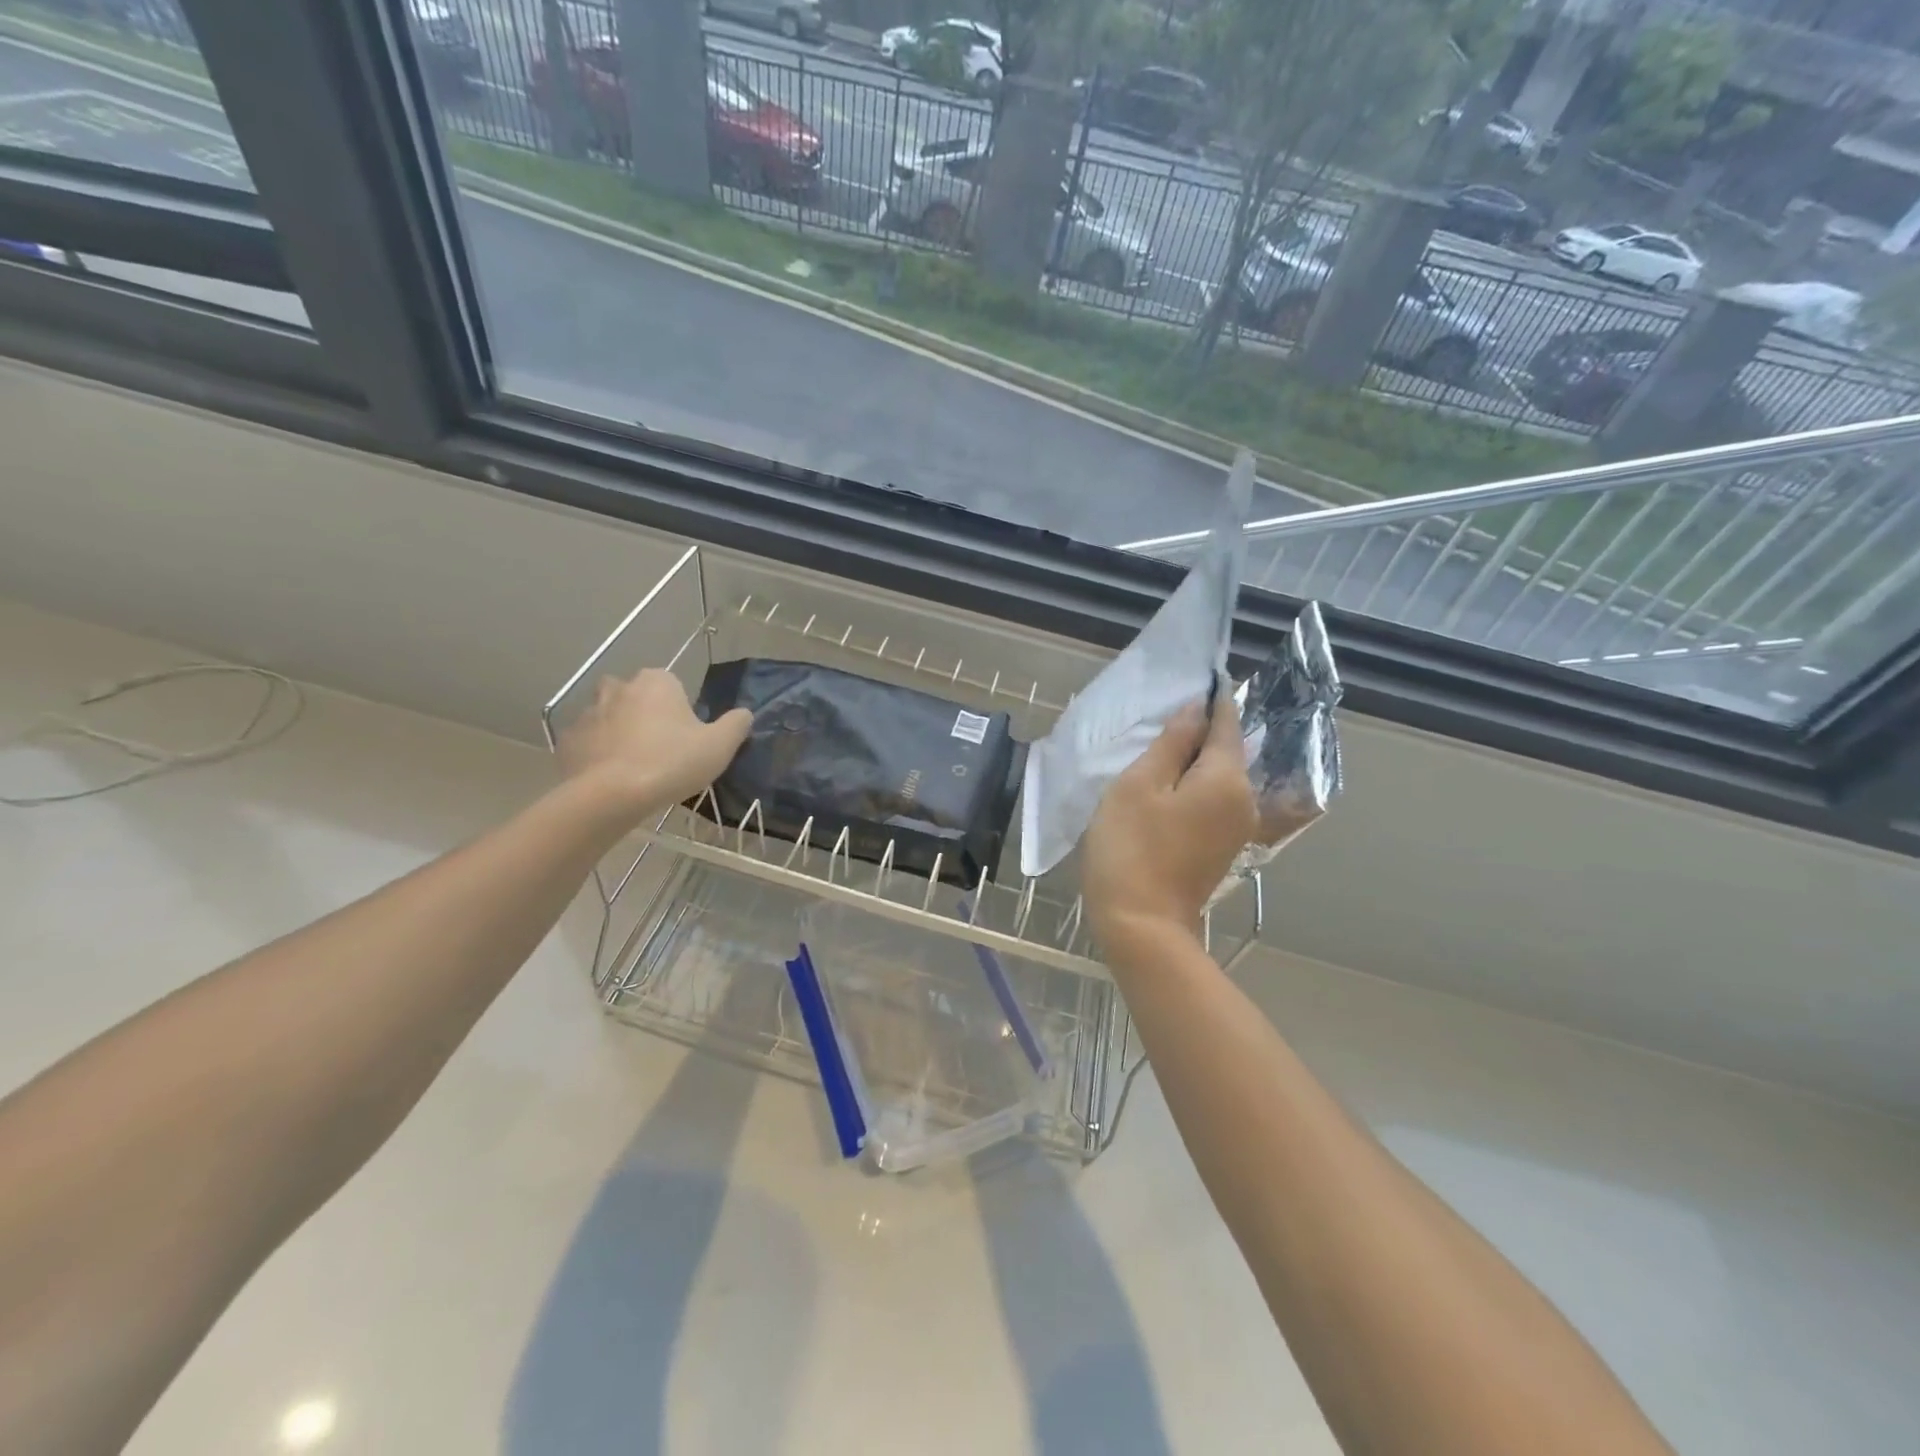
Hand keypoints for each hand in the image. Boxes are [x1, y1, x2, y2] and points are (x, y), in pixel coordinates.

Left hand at [557, 671, 751, 820]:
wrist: (611, 795)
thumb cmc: (671, 763)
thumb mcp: (720, 745)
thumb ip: (737, 724)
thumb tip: (744, 713)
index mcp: (657, 681)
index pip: (673, 687)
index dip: (681, 712)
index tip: (686, 739)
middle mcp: (619, 687)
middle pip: (638, 698)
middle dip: (646, 717)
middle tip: (662, 751)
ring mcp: (588, 712)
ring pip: (610, 718)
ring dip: (621, 734)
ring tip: (635, 768)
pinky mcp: (568, 739)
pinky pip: (589, 743)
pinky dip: (598, 754)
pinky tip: (611, 779)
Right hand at [1082, 692, 1256, 956]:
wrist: (1142, 926)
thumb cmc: (1132, 848)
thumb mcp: (1140, 785)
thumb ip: (1171, 743)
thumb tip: (1196, 709)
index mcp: (1227, 779)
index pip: (1226, 724)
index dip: (1214, 700)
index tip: (1202, 678)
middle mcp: (1243, 800)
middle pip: (1226, 752)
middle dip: (1201, 732)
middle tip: (1164, 717)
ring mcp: (1236, 828)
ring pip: (1218, 778)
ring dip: (1193, 761)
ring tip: (1158, 750)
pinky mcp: (1222, 848)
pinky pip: (1212, 801)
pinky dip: (1193, 787)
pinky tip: (1166, 787)